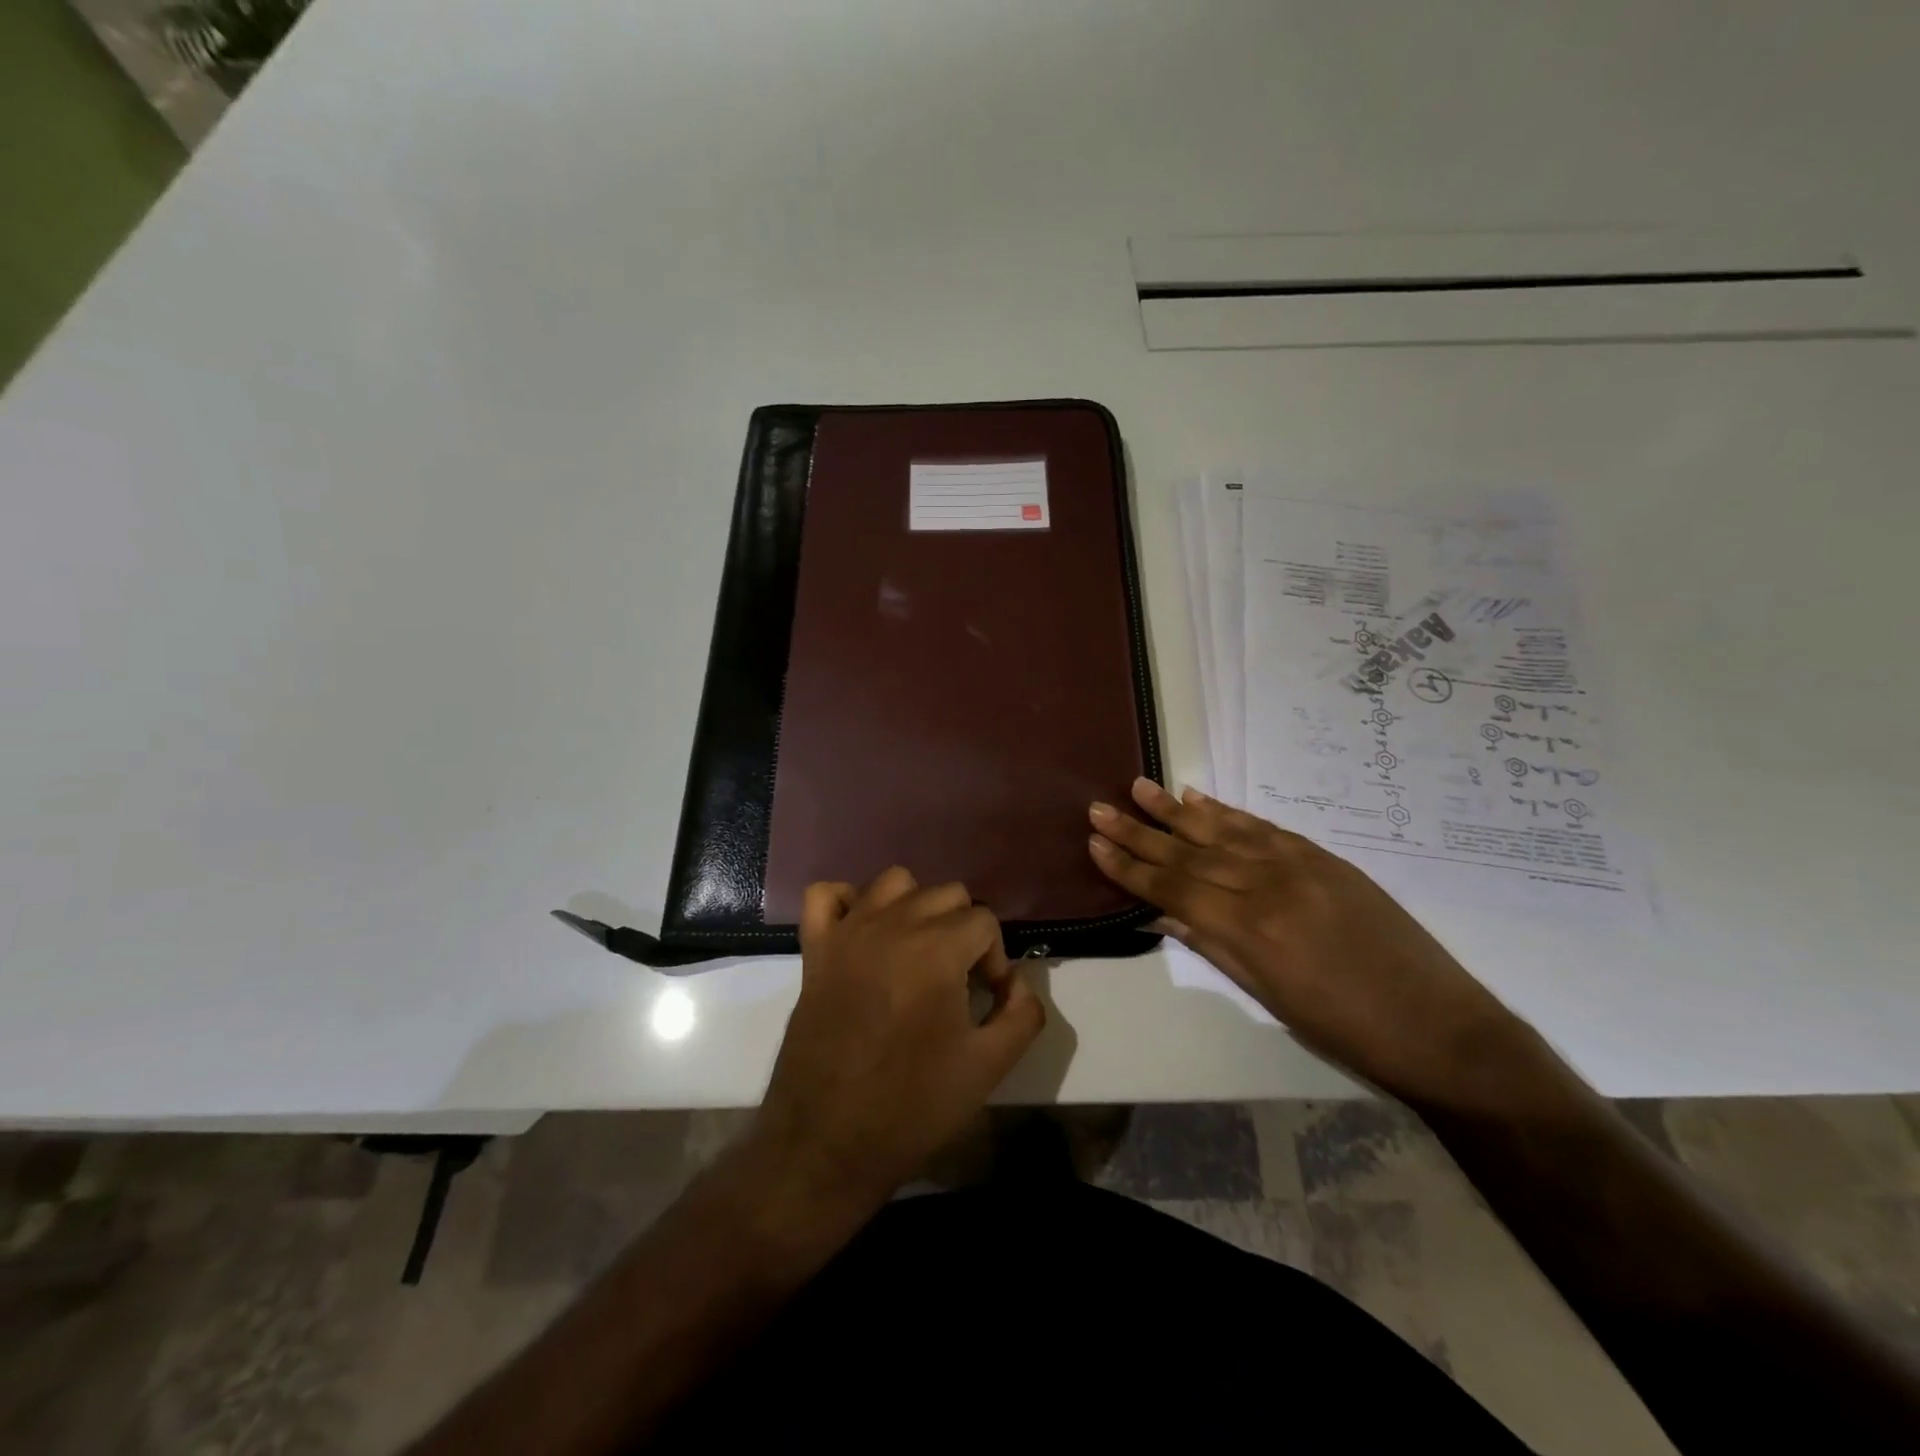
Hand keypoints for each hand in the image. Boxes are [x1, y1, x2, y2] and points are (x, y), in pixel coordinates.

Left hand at [749, 867, 1045, 1211]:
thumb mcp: (989, 1067)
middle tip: (957, 981)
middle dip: (963, 931)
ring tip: (917, 952)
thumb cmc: (912, 1106)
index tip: (986, 1001)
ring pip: (894, 882)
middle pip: (945, 894)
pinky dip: (847, 901)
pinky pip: (826, 895)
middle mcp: (892, 924)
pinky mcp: (814, 949)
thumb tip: (1018, 983)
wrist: (827, 1143)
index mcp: (937, 948)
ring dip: (915, 907)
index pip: (984, 921)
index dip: (995, 959)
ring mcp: (847, 932)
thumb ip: (1023, 1014)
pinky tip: (862, 933)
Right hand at [1087, 778, 1541, 1106]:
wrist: (1438, 1025)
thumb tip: (1161, 913)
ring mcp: (1297, 864)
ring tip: (1139, 787)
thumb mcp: (1269, 996)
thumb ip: (1212, 946)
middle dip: (1139, 831)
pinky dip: (1227, 811)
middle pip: (1189, 852)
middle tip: (1098, 808)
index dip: (1130, 867)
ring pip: (1222, 830)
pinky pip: (1263, 827)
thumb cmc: (1344, 1028)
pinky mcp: (1322, 856)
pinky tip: (1199, 797)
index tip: (1095, 844)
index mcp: (1249, 929)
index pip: (1173, 887)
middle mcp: (1267, 885)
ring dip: (1175, 810)